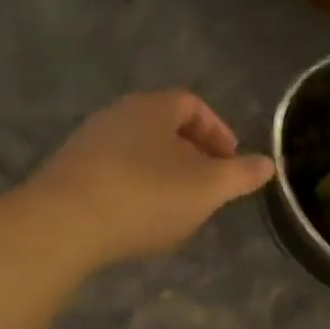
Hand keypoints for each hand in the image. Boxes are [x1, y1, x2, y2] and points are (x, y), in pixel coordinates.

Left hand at [26, 90, 275, 266]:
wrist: (61, 224)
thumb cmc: (145, 196)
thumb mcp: (206, 188)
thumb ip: (239, 175)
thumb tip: (267, 163)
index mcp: (152, 108)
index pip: (192, 104)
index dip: (217, 130)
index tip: (231, 161)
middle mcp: (117, 114)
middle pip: (162, 125)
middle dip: (191, 153)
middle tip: (208, 184)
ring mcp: (87, 142)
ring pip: (137, 149)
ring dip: (162, 171)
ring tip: (176, 204)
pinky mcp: (66, 171)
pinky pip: (112, 170)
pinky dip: (134, 185)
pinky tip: (137, 216)